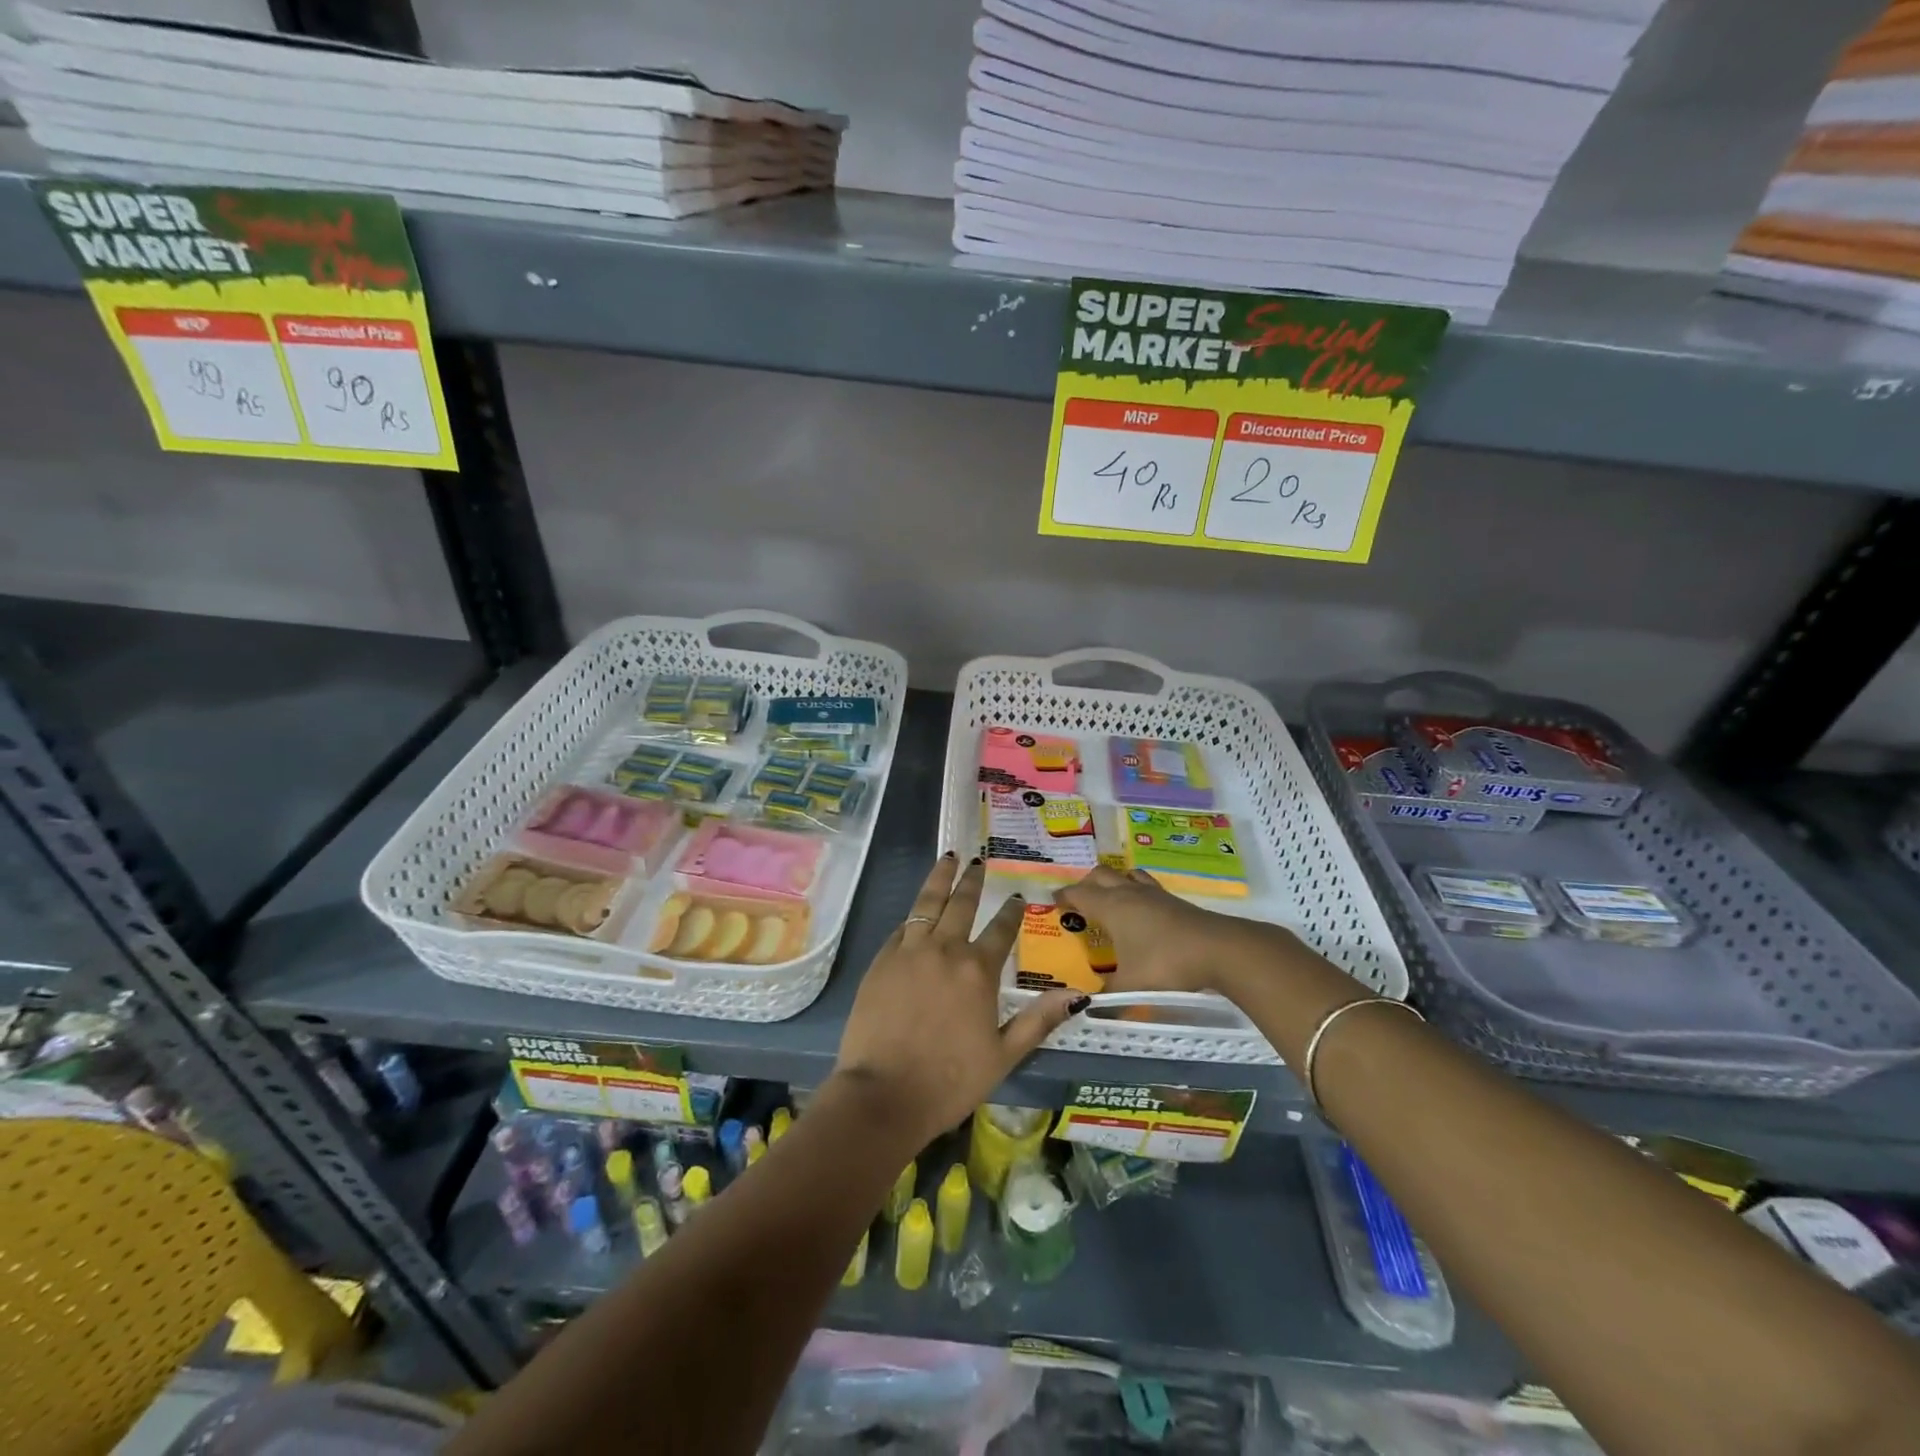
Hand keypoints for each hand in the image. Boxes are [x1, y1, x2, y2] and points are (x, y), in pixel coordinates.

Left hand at [834, 854, 1084, 1143]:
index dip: (1011, 912)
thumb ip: (1038, 1021)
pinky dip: (914, 914)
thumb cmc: (950, 1081)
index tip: (1017, 896)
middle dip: (973, 880)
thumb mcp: (1004, 1056)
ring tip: (949, 857)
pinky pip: (902, 927)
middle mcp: (945, 950)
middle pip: (961, 904)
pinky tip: (918, 910)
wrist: (883, 1094)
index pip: (1001, 930)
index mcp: (978, 971)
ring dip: (940, 878)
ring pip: (927, 903)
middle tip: (979, 861)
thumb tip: (1078, 995)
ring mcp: (909, 952)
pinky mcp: (881, 961)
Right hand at [1055, 864, 1302, 997]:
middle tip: (1080, 904)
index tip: (1053, 905)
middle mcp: (1128, 893)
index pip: (1078, 893)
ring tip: (1111, 900)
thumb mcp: (1131, 986)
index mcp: (1110, 906)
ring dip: (1114, 882)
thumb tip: (1085, 1006)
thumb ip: (1107, 997)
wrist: (1219, 949)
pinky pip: (1146, 886)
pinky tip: (1142, 913)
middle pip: (1100, 874)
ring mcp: (1154, 894)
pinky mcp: (1175, 901)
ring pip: (1126, 875)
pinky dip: (1136, 892)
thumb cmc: (1165, 963)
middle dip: (1086, 884)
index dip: (1063, 897)